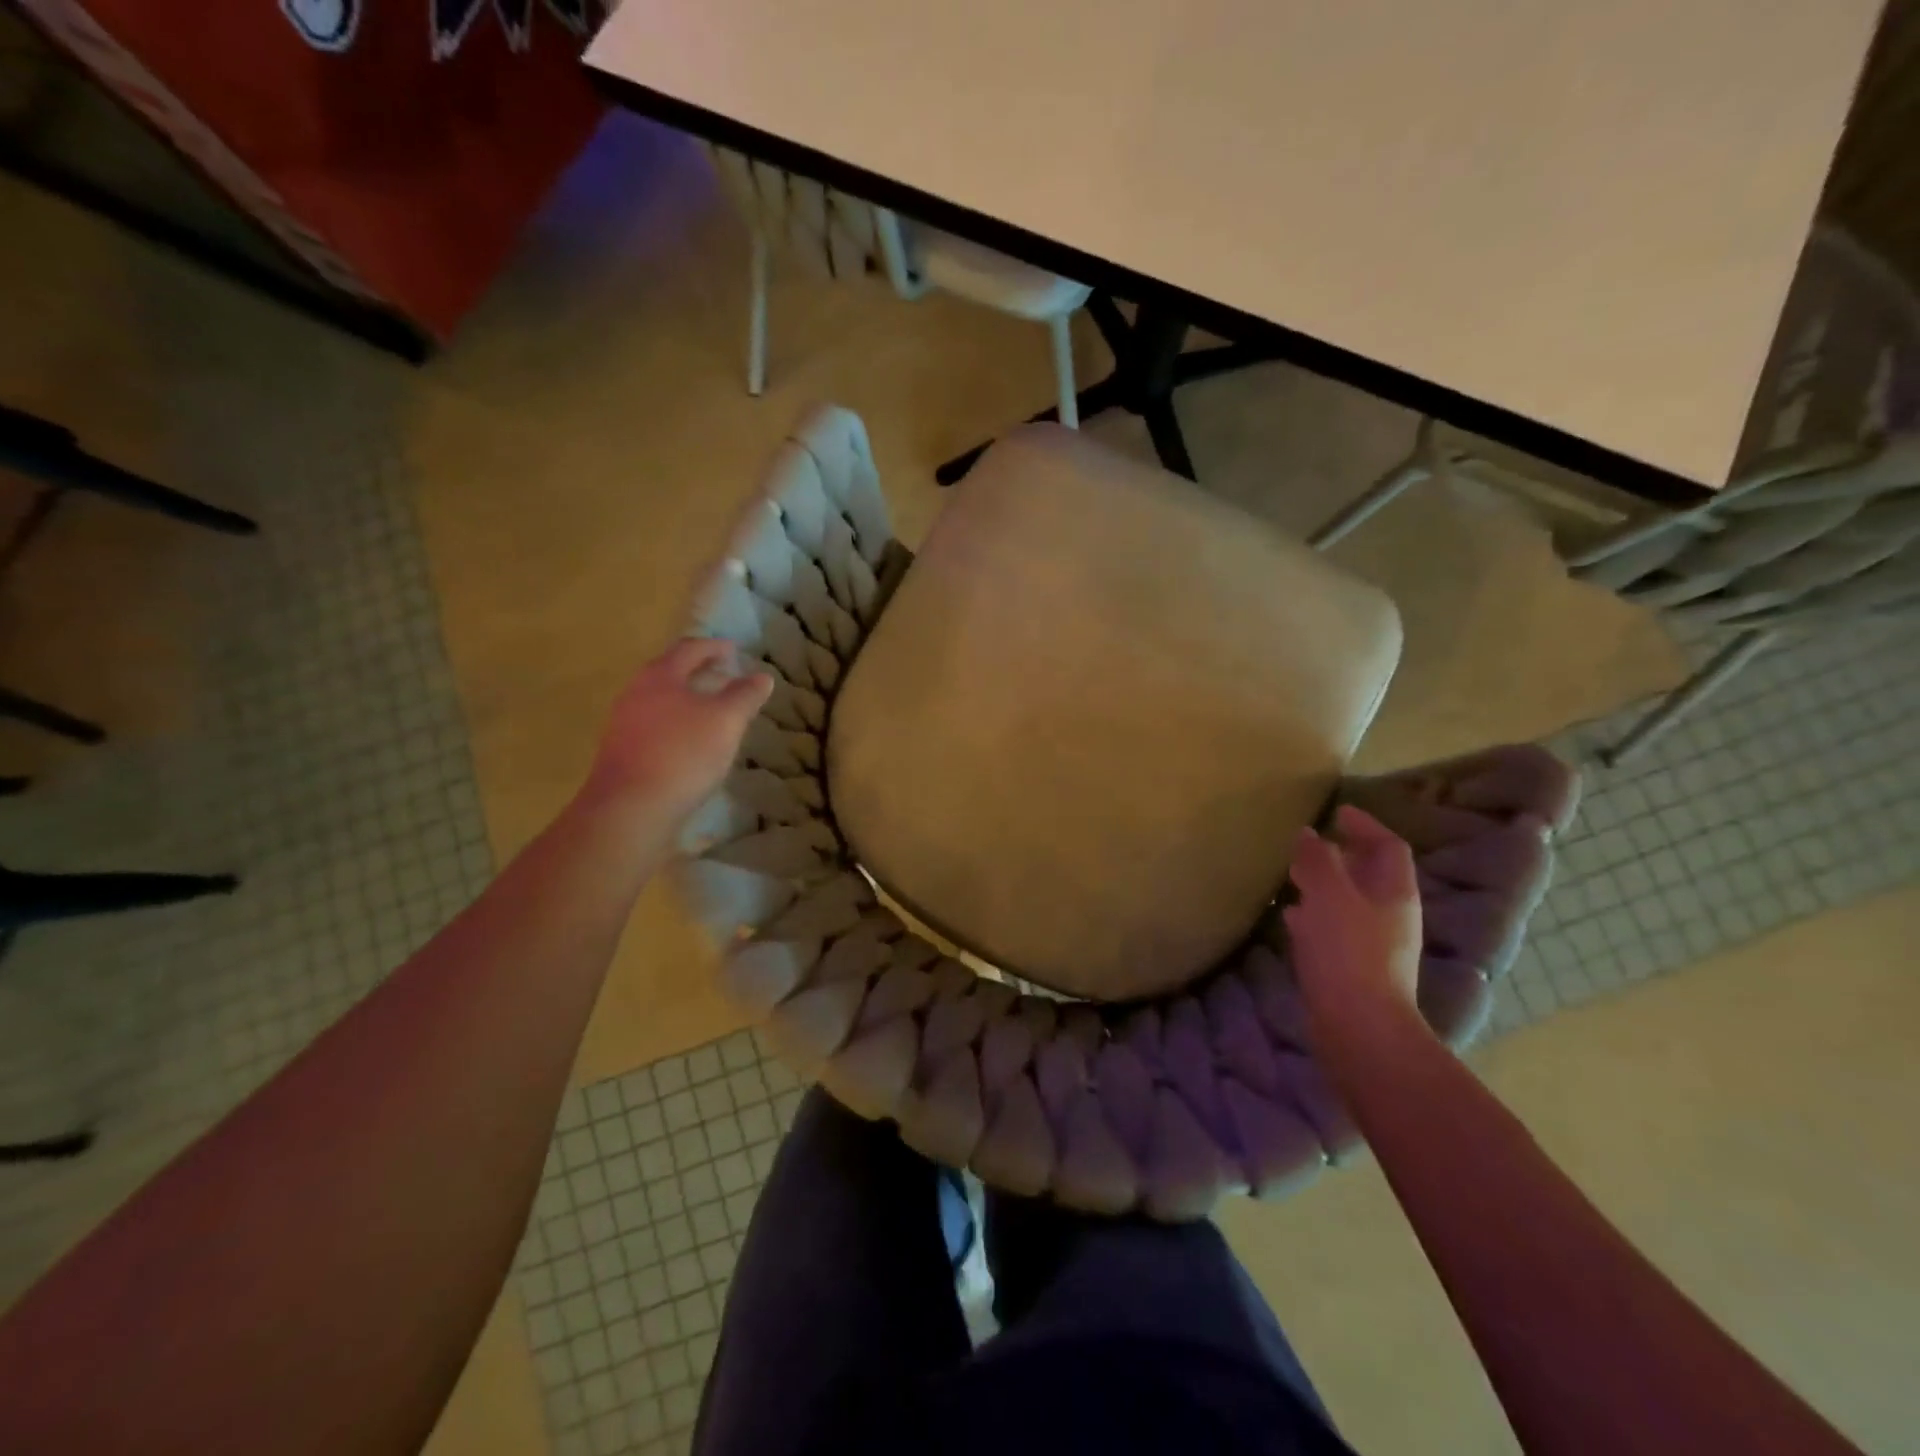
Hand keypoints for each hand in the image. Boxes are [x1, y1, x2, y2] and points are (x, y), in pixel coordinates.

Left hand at [581, 639, 772, 826]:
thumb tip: (762, 676)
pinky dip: (676, 724)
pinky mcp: (622, 752)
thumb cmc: (683, 754)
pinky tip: (691, 742)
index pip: (689, 649)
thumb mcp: (726, 721)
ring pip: (660, 700)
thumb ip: (745, 695)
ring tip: (712, 711)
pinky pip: (654, 726)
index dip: (714, 647)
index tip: (734, 650)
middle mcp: (635, 693)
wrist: (630, 808)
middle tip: (724, 676)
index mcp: (659, 676)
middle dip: (698, 672)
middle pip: (669, 672)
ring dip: (687, 699)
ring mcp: (623, 723)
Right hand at [1284, 805, 1423, 1029]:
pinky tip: (1290, 917)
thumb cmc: (1348, 952)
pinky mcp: (1351, 968)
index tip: (1337, 812)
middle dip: (1342, 855)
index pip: (1388, 847)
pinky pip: (1332, 929)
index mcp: (1393, 893)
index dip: (1366, 825)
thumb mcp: (1329, 895)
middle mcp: (1389, 916)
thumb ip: (1318, 860)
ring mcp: (1372, 945)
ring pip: (1349, 902)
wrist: (1358, 1028)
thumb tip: (1310, 834)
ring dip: (1325, 884)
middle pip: (1370, 874)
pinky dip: (1313, 914)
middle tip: (1310, 843)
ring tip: (1294, 875)